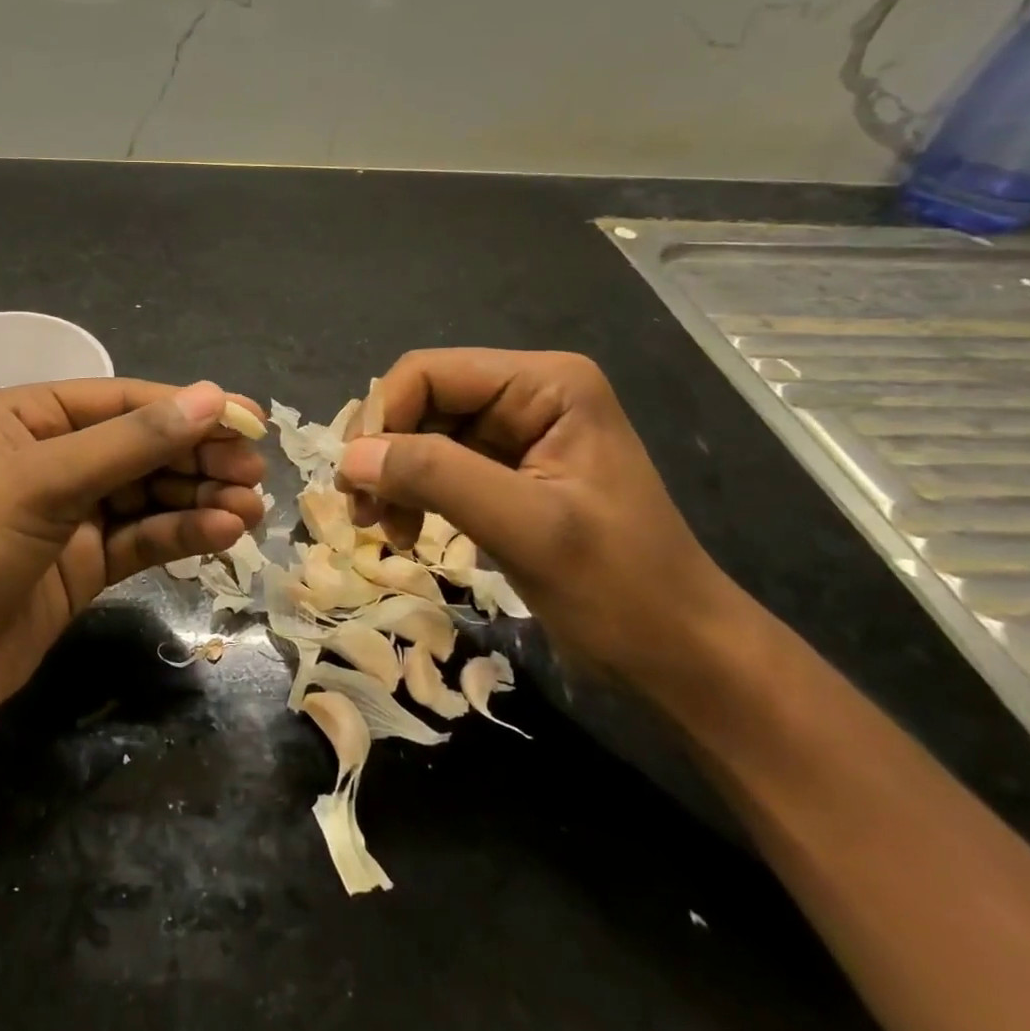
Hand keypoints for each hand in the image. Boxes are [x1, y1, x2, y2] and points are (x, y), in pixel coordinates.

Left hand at [0, 379, 266, 747]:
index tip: (252, 423)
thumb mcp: (44, 483)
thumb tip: (212, 396)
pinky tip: (221, 534)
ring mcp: (69, 515)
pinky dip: (181, 535)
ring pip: (149, 495)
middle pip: (143, 447)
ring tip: (250, 510)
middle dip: (199, 458)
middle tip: (255, 474)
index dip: (190, 409)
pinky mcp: (82, 568)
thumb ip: (131, 443)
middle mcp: (54, 458)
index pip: (126, 401)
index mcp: (32, 416)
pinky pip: (141, 539)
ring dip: (199, 499)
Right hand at [337, 349, 746, 694]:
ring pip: (422, 435)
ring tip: (379, 529)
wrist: (680, 658)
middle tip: (359, 510)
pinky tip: (406, 533)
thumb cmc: (619, 589)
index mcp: (545, 384)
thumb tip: (348, 457)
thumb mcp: (526, 527)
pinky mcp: (506, 473)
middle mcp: (527, 394)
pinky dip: (412, 496)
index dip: (382, 417)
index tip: (355, 479)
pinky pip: (438, 467)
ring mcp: (516, 434)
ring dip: (392, 478)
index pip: (430, 372)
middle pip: (421, 401)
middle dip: (384, 452)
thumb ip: (436, 477)